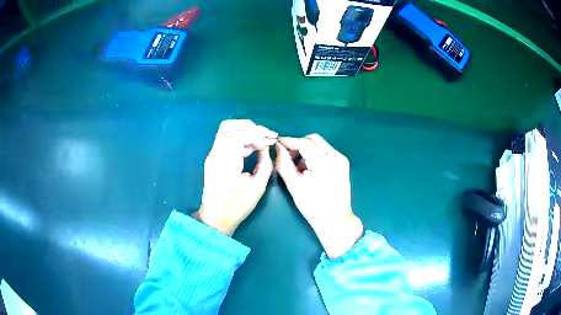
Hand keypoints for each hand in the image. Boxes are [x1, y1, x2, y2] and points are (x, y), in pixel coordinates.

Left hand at [194, 120, 276, 235]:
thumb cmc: (236, 206)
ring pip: (227, 131)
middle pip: (229, 126)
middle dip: (250, 127)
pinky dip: (241, 140)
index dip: (257, 134)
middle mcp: (216, 154)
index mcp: (226, 161)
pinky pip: (227, 141)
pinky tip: (253, 147)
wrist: (215, 218)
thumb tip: (266, 149)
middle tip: (265, 135)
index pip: (239, 134)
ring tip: (262, 141)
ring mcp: (213, 156)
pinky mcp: (214, 159)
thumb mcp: (257, 187)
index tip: (270, 142)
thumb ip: (265, 164)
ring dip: (246, 132)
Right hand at [275, 134, 362, 257]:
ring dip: (306, 150)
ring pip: (319, 144)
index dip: (289, 141)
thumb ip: (284, 164)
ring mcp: (342, 160)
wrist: (335, 221)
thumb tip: (278, 147)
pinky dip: (314, 155)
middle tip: (286, 156)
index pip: (305, 143)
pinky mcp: (343, 165)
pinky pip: (325, 152)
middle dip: (298, 144)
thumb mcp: (294, 186)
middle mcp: (337, 157)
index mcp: (326, 163)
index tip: (276, 144)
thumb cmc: (313, 206)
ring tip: (297, 166)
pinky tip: (308, 169)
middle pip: (313, 140)